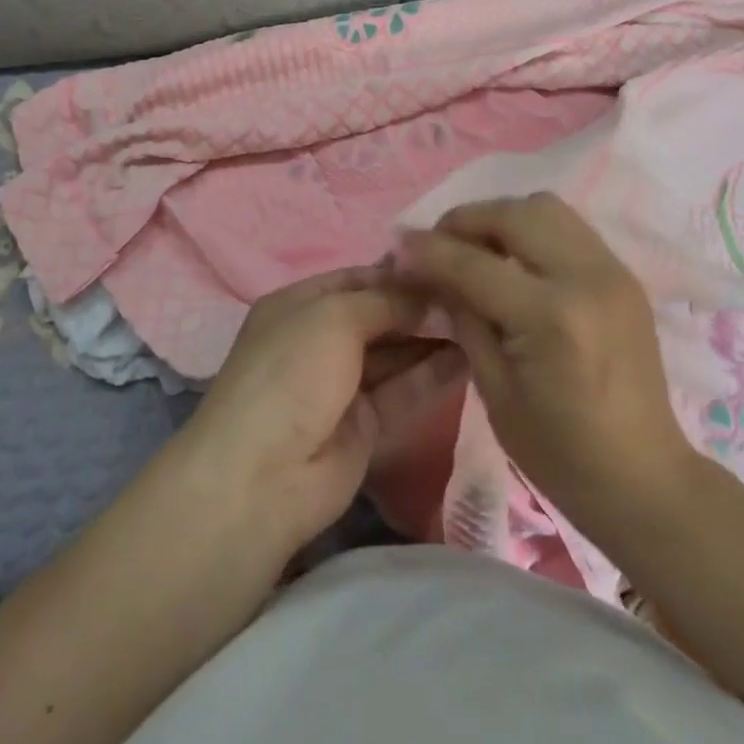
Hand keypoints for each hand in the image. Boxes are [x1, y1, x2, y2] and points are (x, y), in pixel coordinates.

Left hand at [177, 268, 460, 560]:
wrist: (262, 477)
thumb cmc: (291, 372)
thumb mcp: (335, 317)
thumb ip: (387, 301)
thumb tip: (430, 295)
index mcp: (300, 304)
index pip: (358, 278)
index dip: (399, 273)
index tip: (446, 266)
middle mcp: (320, 339)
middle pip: (380, 315)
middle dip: (422, 306)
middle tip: (473, 296)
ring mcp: (342, 384)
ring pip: (396, 353)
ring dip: (433, 338)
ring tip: (480, 322)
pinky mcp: (365, 425)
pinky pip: (404, 390)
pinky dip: (433, 374)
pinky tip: (471, 357)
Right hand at [398, 194, 699, 540]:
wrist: (645, 478)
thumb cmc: (560, 453)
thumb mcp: (494, 390)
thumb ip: (464, 317)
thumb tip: (432, 270)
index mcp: (550, 318)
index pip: (474, 263)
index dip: (429, 251)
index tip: (399, 245)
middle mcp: (585, 277)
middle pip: (513, 214)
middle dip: (466, 220)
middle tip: (440, 245)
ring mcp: (611, 270)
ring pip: (545, 207)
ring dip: (502, 218)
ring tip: (479, 249)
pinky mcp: (623, 273)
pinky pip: (568, 226)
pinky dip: (533, 230)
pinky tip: (516, 261)